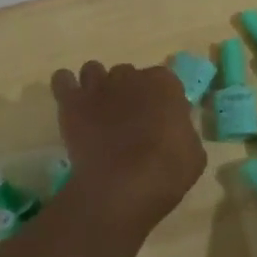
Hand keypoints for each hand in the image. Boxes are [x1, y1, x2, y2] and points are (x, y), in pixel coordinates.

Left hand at [50, 61, 205, 231]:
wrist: (123, 186)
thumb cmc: (167, 171)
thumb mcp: (193, 152)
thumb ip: (182, 131)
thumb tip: (173, 130)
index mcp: (165, 84)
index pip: (165, 82)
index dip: (162, 101)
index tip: (161, 120)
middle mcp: (131, 76)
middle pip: (128, 75)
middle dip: (129, 92)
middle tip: (129, 119)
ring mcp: (98, 87)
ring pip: (94, 71)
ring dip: (97, 85)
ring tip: (99, 109)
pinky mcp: (71, 103)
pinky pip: (62, 80)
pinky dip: (66, 87)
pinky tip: (72, 103)